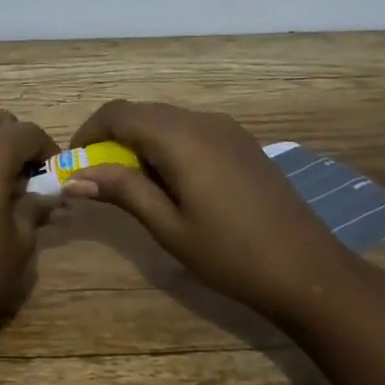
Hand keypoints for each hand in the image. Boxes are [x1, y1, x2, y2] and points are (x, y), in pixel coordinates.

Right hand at [62, 100, 339, 316]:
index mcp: (180, 137)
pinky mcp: (240, 142)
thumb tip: (75, 176)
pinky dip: (165, 144)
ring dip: (138, 141)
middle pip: (140, 112)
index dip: (87, 133)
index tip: (74, 165)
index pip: (117, 114)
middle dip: (110, 137)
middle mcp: (202, 120)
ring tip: (132, 184)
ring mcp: (226, 129)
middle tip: (97, 178)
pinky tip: (170, 182)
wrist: (310, 272)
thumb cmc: (231, 254)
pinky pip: (189, 129)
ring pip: (165, 119)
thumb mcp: (168, 226)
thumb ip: (122, 191)